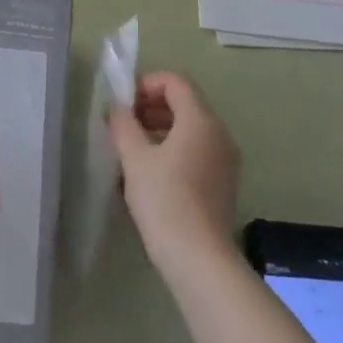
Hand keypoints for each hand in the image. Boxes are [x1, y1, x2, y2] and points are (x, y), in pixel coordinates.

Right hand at [109, 71, 239, 273]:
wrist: (200, 259)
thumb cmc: (165, 200)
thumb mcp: (134, 158)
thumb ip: (123, 125)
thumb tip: (117, 108)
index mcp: (201, 120)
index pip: (176, 82)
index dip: (147, 84)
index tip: (123, 104)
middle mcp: (220, 134)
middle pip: (185, 104)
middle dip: (151, 107)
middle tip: (123, 125)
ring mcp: (225, 161)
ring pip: (190, 130)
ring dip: (160, 130)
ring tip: (131, 150)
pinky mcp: (224, 184)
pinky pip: (197, 152)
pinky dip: (174, 150)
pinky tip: (151, 174)